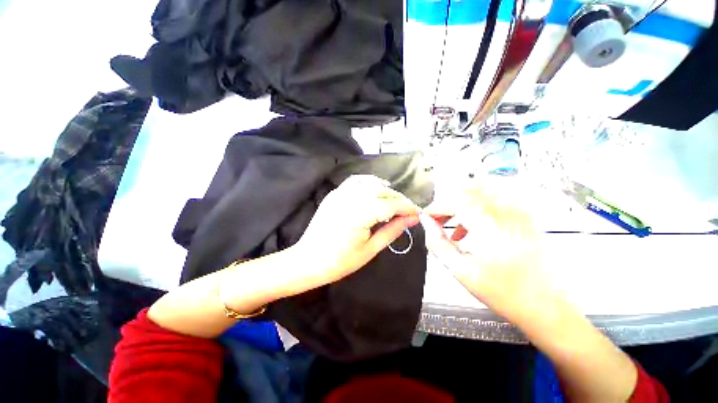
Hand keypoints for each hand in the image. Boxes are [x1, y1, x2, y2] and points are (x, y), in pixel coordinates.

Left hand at [293, 175, 420, 288]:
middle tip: (408, 210)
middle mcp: (349, 199)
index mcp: (359, 215)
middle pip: (382, 191)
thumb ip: (392, 231)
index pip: (390, 205)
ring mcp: (339, 194)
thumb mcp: (370, 249)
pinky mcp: (334, 194)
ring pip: (370, 183)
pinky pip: (355, 181)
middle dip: (399, 199)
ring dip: (386, 190)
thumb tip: (412, 219)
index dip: (407, 207)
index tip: (418, 213)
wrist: (309, 261)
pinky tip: (375, 189)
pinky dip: (369, 182)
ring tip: (394, 201)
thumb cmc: (340, 262)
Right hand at [419, 180, 554, 319]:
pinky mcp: (525, 215)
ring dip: (461, 201)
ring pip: (480, 189)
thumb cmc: (502, 292)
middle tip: (438, 219)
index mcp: (487, 224)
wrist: (548, 306)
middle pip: (466, 189)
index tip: (425, 217)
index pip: (452, 200)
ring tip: (454, 222)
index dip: (434, 207)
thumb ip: (437, 242)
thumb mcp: (460, 269)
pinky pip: (495, 197)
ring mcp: (518, 210)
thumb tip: (426, 222)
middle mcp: (505, 210)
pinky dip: (477, 205)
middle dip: (446, 201)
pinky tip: (473, 226)